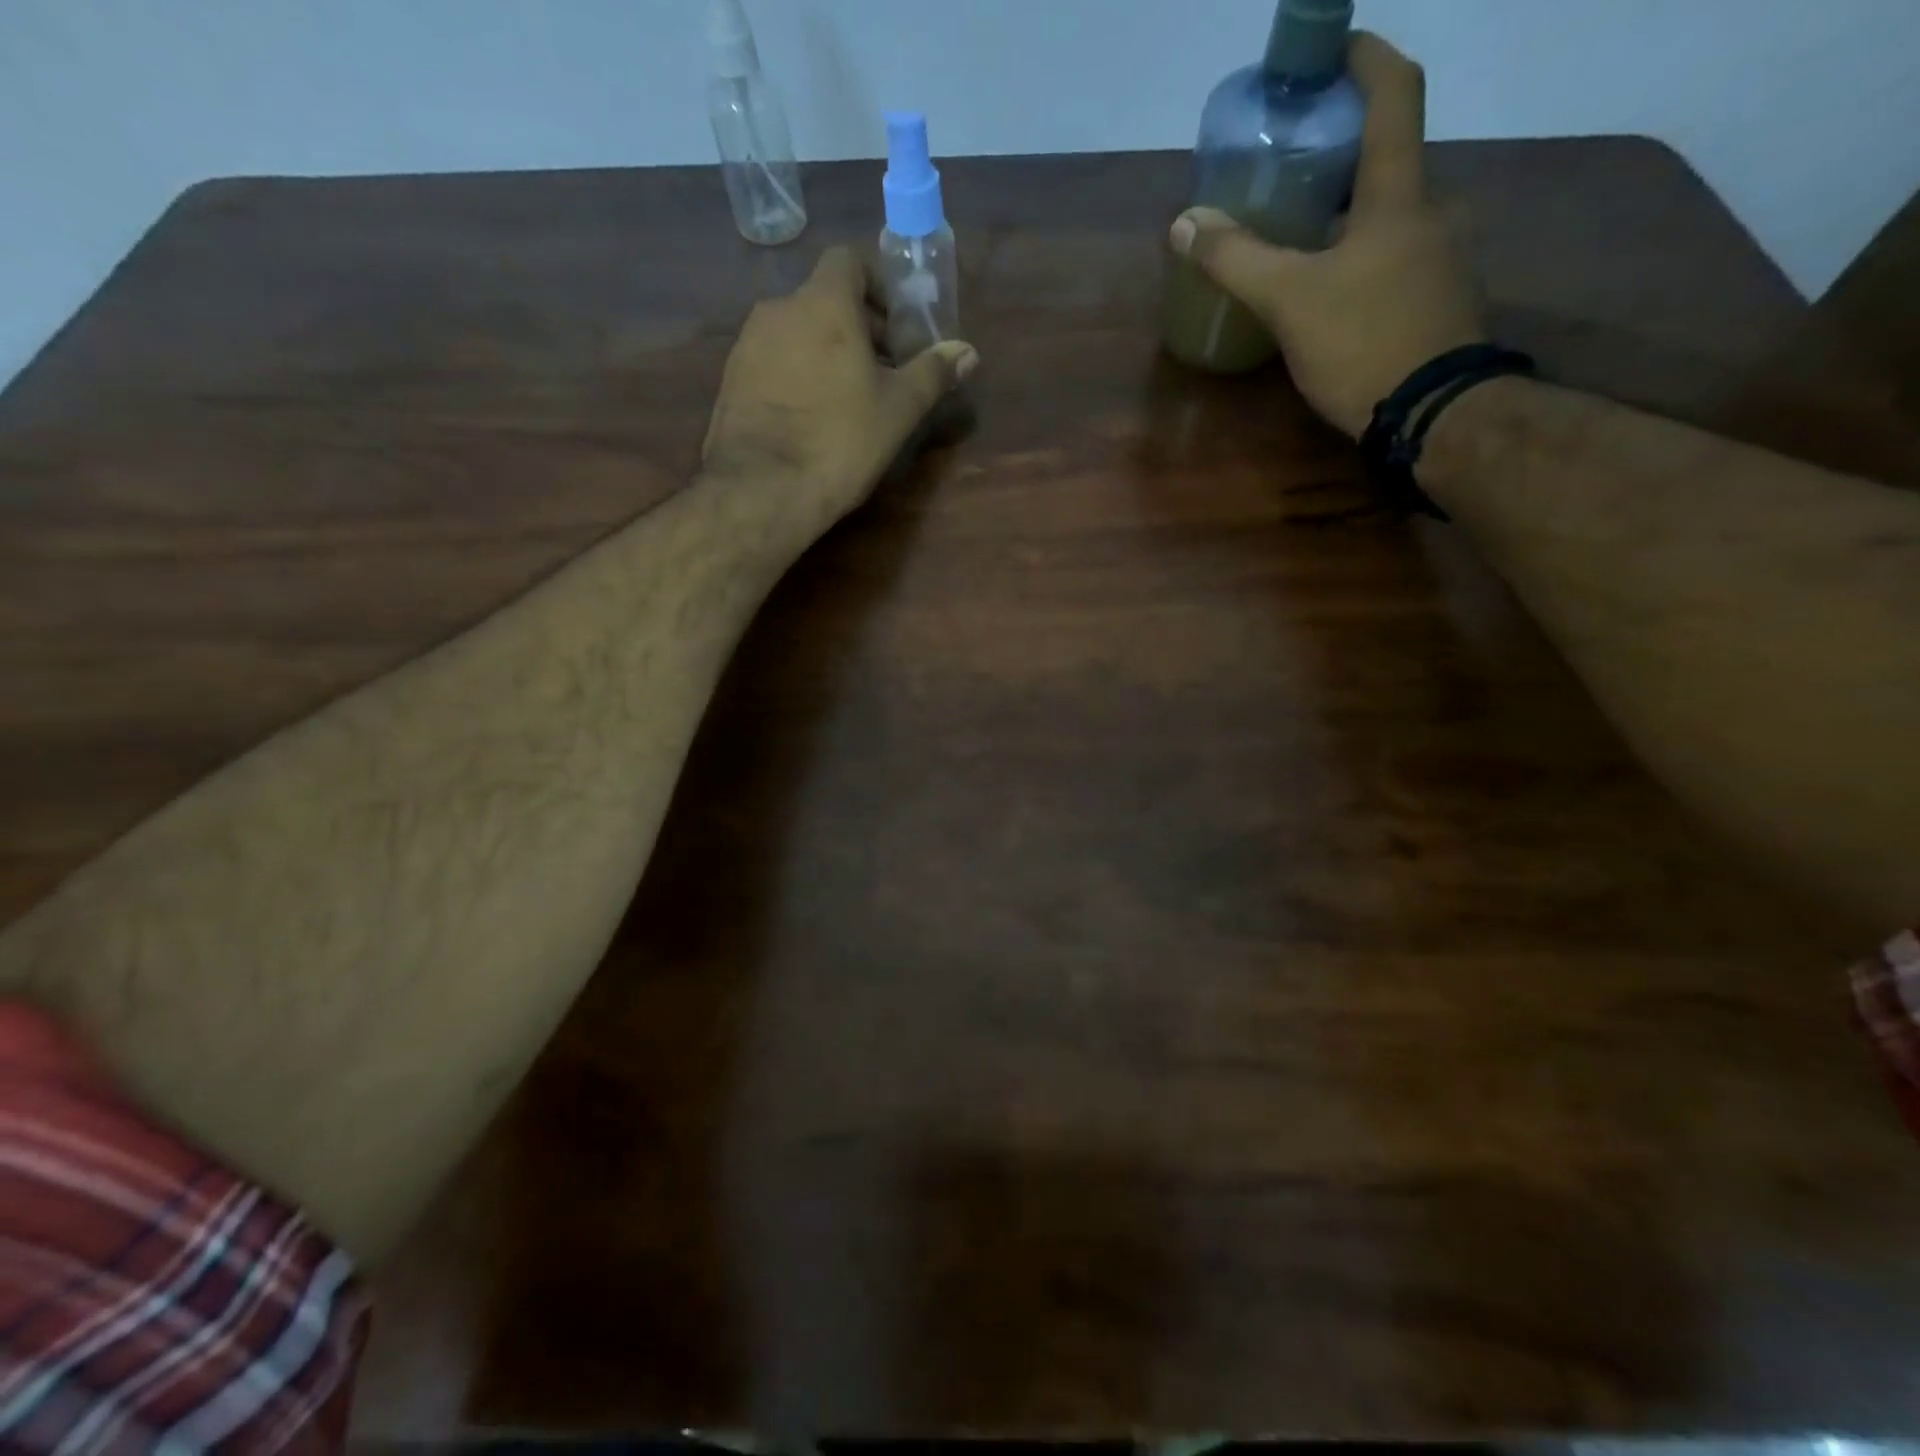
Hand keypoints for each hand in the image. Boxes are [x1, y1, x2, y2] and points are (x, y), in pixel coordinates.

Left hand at [701, 246, 978, 526]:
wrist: (762, 489)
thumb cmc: (840, 441)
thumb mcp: (899, 409)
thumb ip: (933, 373)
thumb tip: (967, 352)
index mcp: (823, 303)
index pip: (850, 260)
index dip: (878, 283)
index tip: (898, 321)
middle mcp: (779, 309)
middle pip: (825, 298)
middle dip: (859, 325)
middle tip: (885, 368)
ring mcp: (748, 344)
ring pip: (797, 331)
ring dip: (827, 351)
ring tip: (850, 397)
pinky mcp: (731, 380)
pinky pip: (774, 361)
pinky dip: (798, 373)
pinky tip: (813, 416)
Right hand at [1168, 33, 1486, 438]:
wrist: (1435, 415)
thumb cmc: (1364, 341)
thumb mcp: (1290, 300)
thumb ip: (1236, 260)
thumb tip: (1184, 223)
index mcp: (1398, 195)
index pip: (1395, 94)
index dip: (1366, 59)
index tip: (1333, 50)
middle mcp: (1431, 214)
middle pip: (1388, 161)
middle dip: (1341, 154)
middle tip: (1292, 166)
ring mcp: (1440, 262)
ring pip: (1389, 217)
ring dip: (1347, 213)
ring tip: (1299, 234)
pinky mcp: (1436, 306)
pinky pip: (1394, 261)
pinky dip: (1359, 258)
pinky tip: (1328, 291)